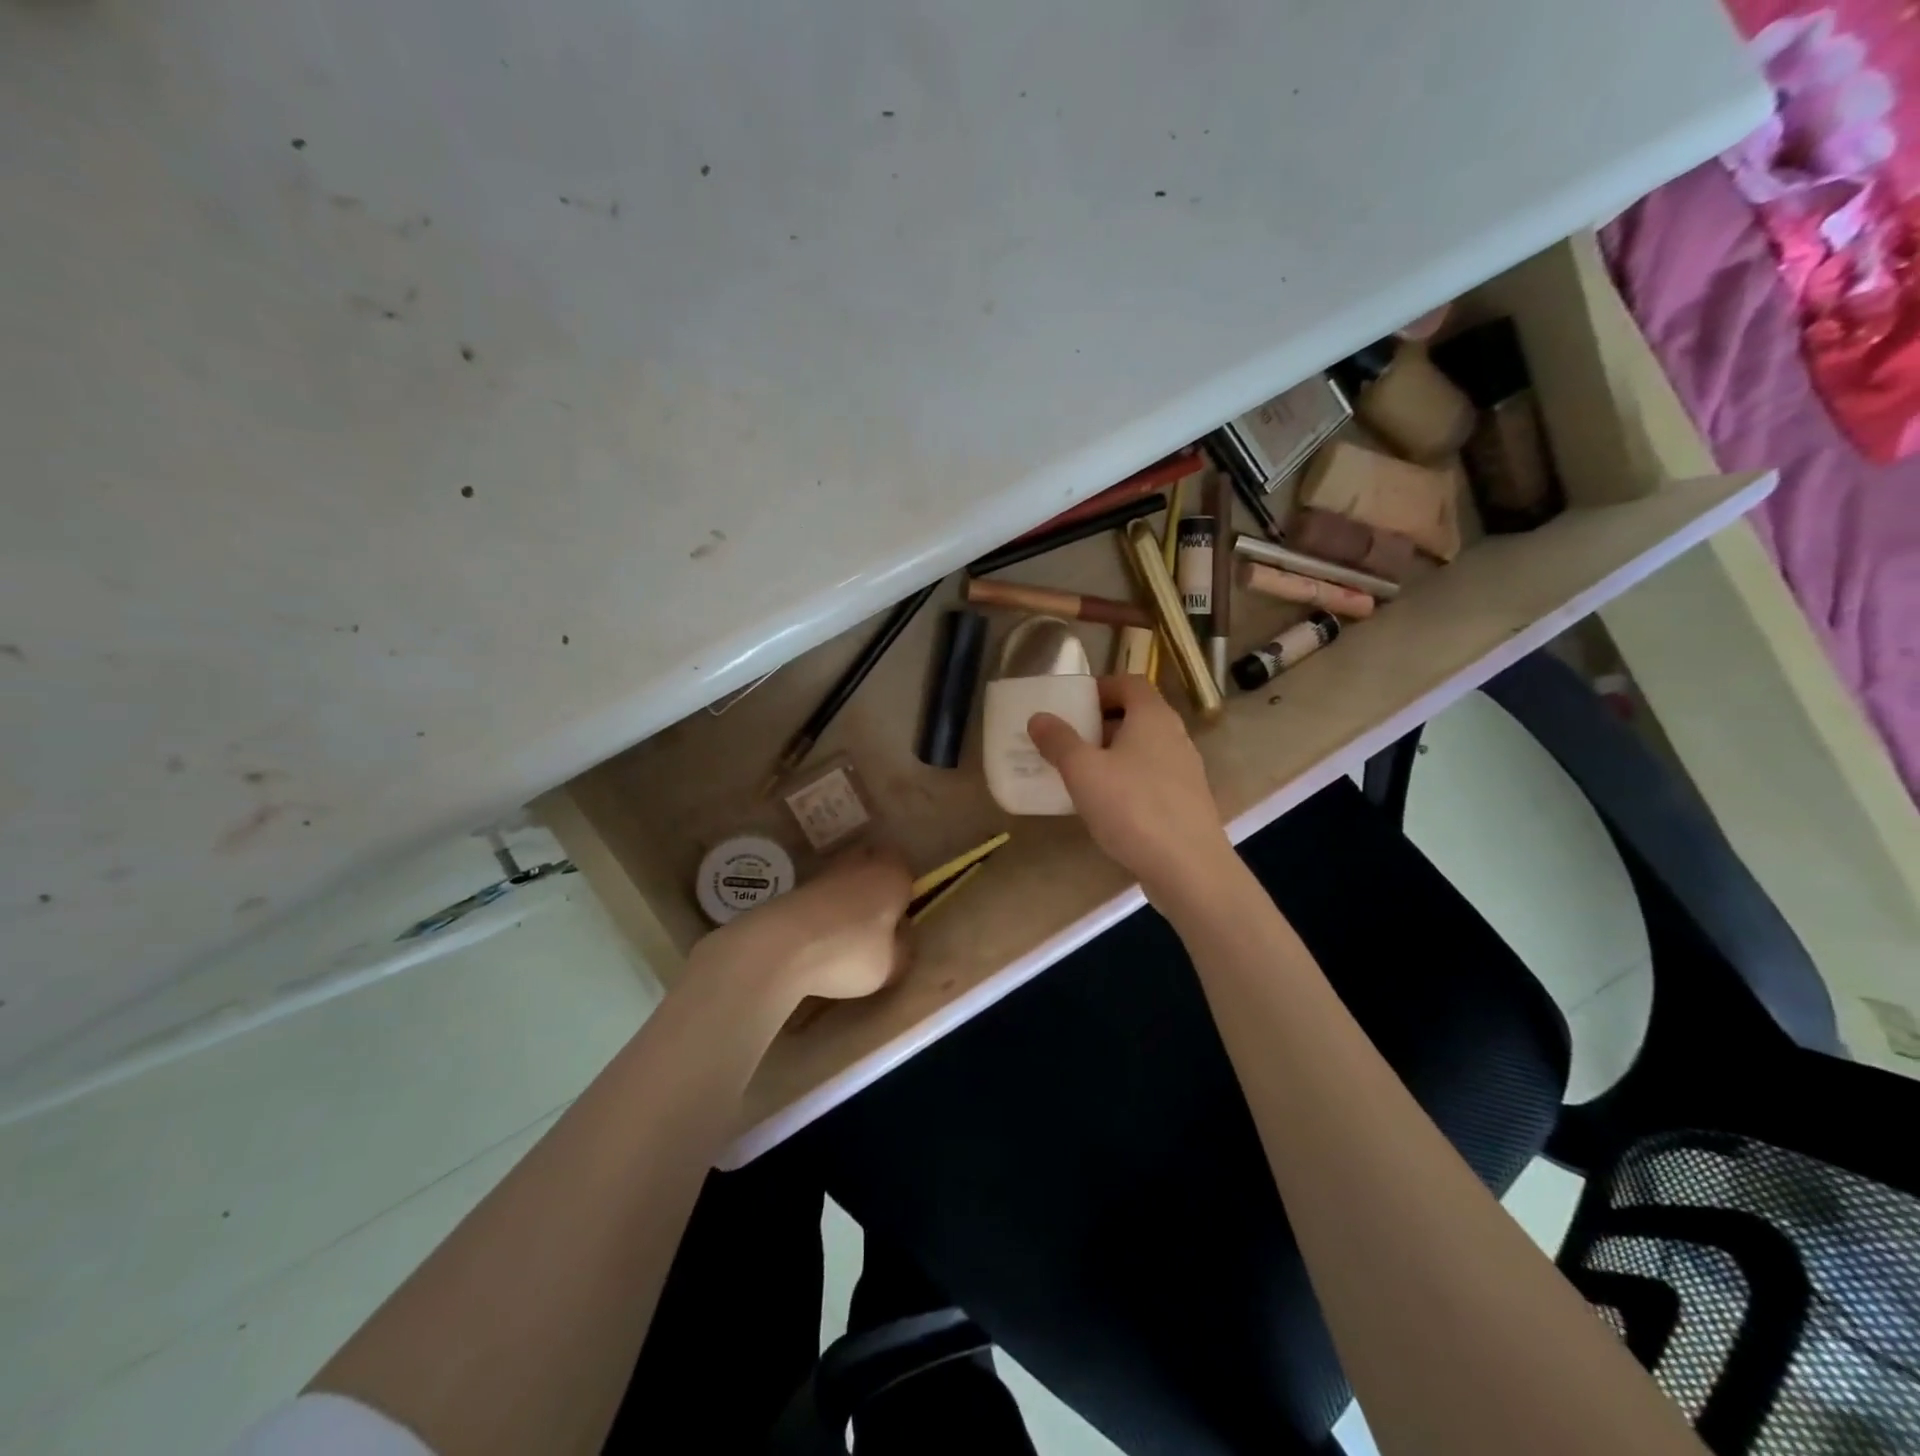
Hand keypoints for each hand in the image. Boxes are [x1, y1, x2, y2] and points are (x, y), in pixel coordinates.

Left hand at [687, 845, 912, 1010]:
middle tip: (876, 921)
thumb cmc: (850, 951)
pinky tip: (821, 936)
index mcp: (892, 873)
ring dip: (847, 898)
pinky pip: (821, 895)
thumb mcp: (892, 964)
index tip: (902, 918)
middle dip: (875, 886)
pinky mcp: (795, 887)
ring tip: (846, 933)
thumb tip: (900, 939)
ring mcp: (824, 872)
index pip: (906, 871)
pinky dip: (823, 910)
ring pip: (844, 878)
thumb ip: (903, 948)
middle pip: (872, 866)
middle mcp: (861, 862)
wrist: (781, 946)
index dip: (906, 892)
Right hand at [1029, 675, 1234, 905]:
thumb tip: (1039, 717)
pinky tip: (1107, 806)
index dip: (1101, 687)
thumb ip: (1059, 741)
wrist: (1188, 867)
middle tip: (1069, 740)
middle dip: (1101, 724)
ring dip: (1114, 754)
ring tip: (1082, 774)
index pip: (1130, 683)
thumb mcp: (1083, 772)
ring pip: (1144, 749)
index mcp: (1153, 717)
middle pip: (1137, 715)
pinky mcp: (1187, 802)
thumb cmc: (1132, 808)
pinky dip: (1128, 780)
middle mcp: (1175, 736)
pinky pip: (1152, 777)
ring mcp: (1186, 770)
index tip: (1073, 704)